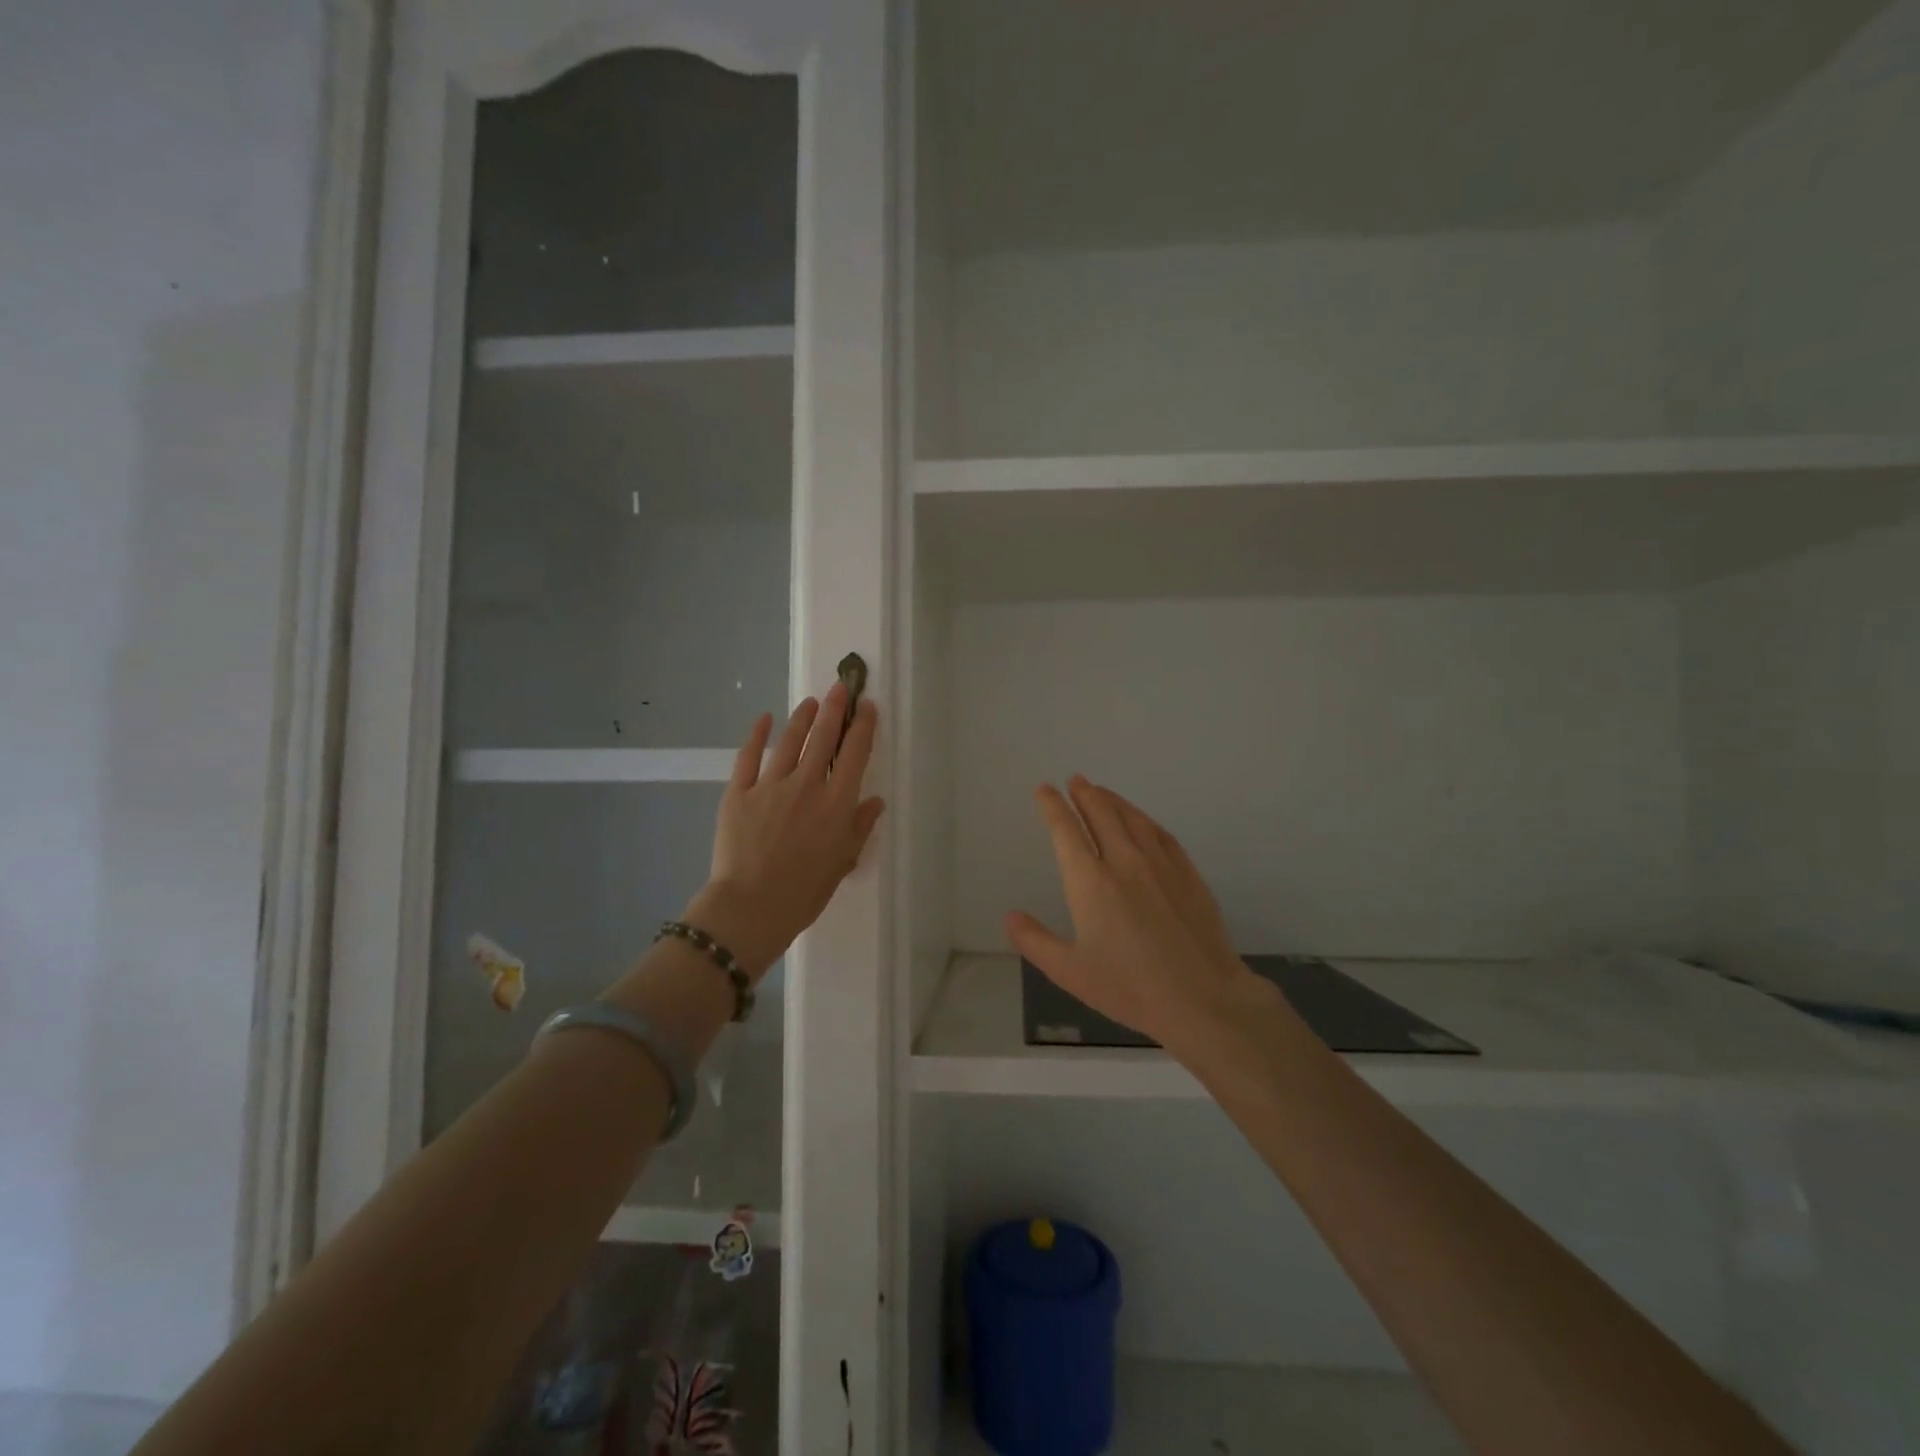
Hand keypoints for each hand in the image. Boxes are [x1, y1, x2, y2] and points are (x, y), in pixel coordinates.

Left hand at [686, 680, 884, 977]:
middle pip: (824, 738)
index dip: (863, 726)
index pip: (856, 754)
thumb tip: (874, 801)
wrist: (751, 907)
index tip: (867, 706)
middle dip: (834, 709)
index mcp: (837, 803)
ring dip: (802, 717)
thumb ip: (859, 827)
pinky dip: (757, 734)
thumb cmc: (804, 892)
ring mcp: (770, 786)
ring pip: (790, 741)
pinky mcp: (739, 792)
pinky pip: (749, 756)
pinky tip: (764, 718)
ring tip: (810, 702)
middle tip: (840, 687)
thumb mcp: (842, 862)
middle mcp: (807, 785)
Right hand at [1006, 776, 1267, 1049]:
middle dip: (1084, 794)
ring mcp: (1160, 864)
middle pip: (1101, 813)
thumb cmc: (1130, 988)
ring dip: (1112, 800)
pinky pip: (1160, 833)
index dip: (1052, 807)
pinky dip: (1143, 818)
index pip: (1066, 831)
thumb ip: (1035, 941)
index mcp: (1090, 882)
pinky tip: (1140, 819)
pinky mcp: (1187, 873)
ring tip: (1100, 790)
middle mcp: (1124, 861)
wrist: (1203, 998)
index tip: (1044, 790)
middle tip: (1074, 780)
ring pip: (1131, 817)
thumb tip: (1010, 916)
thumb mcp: (1071, 972)